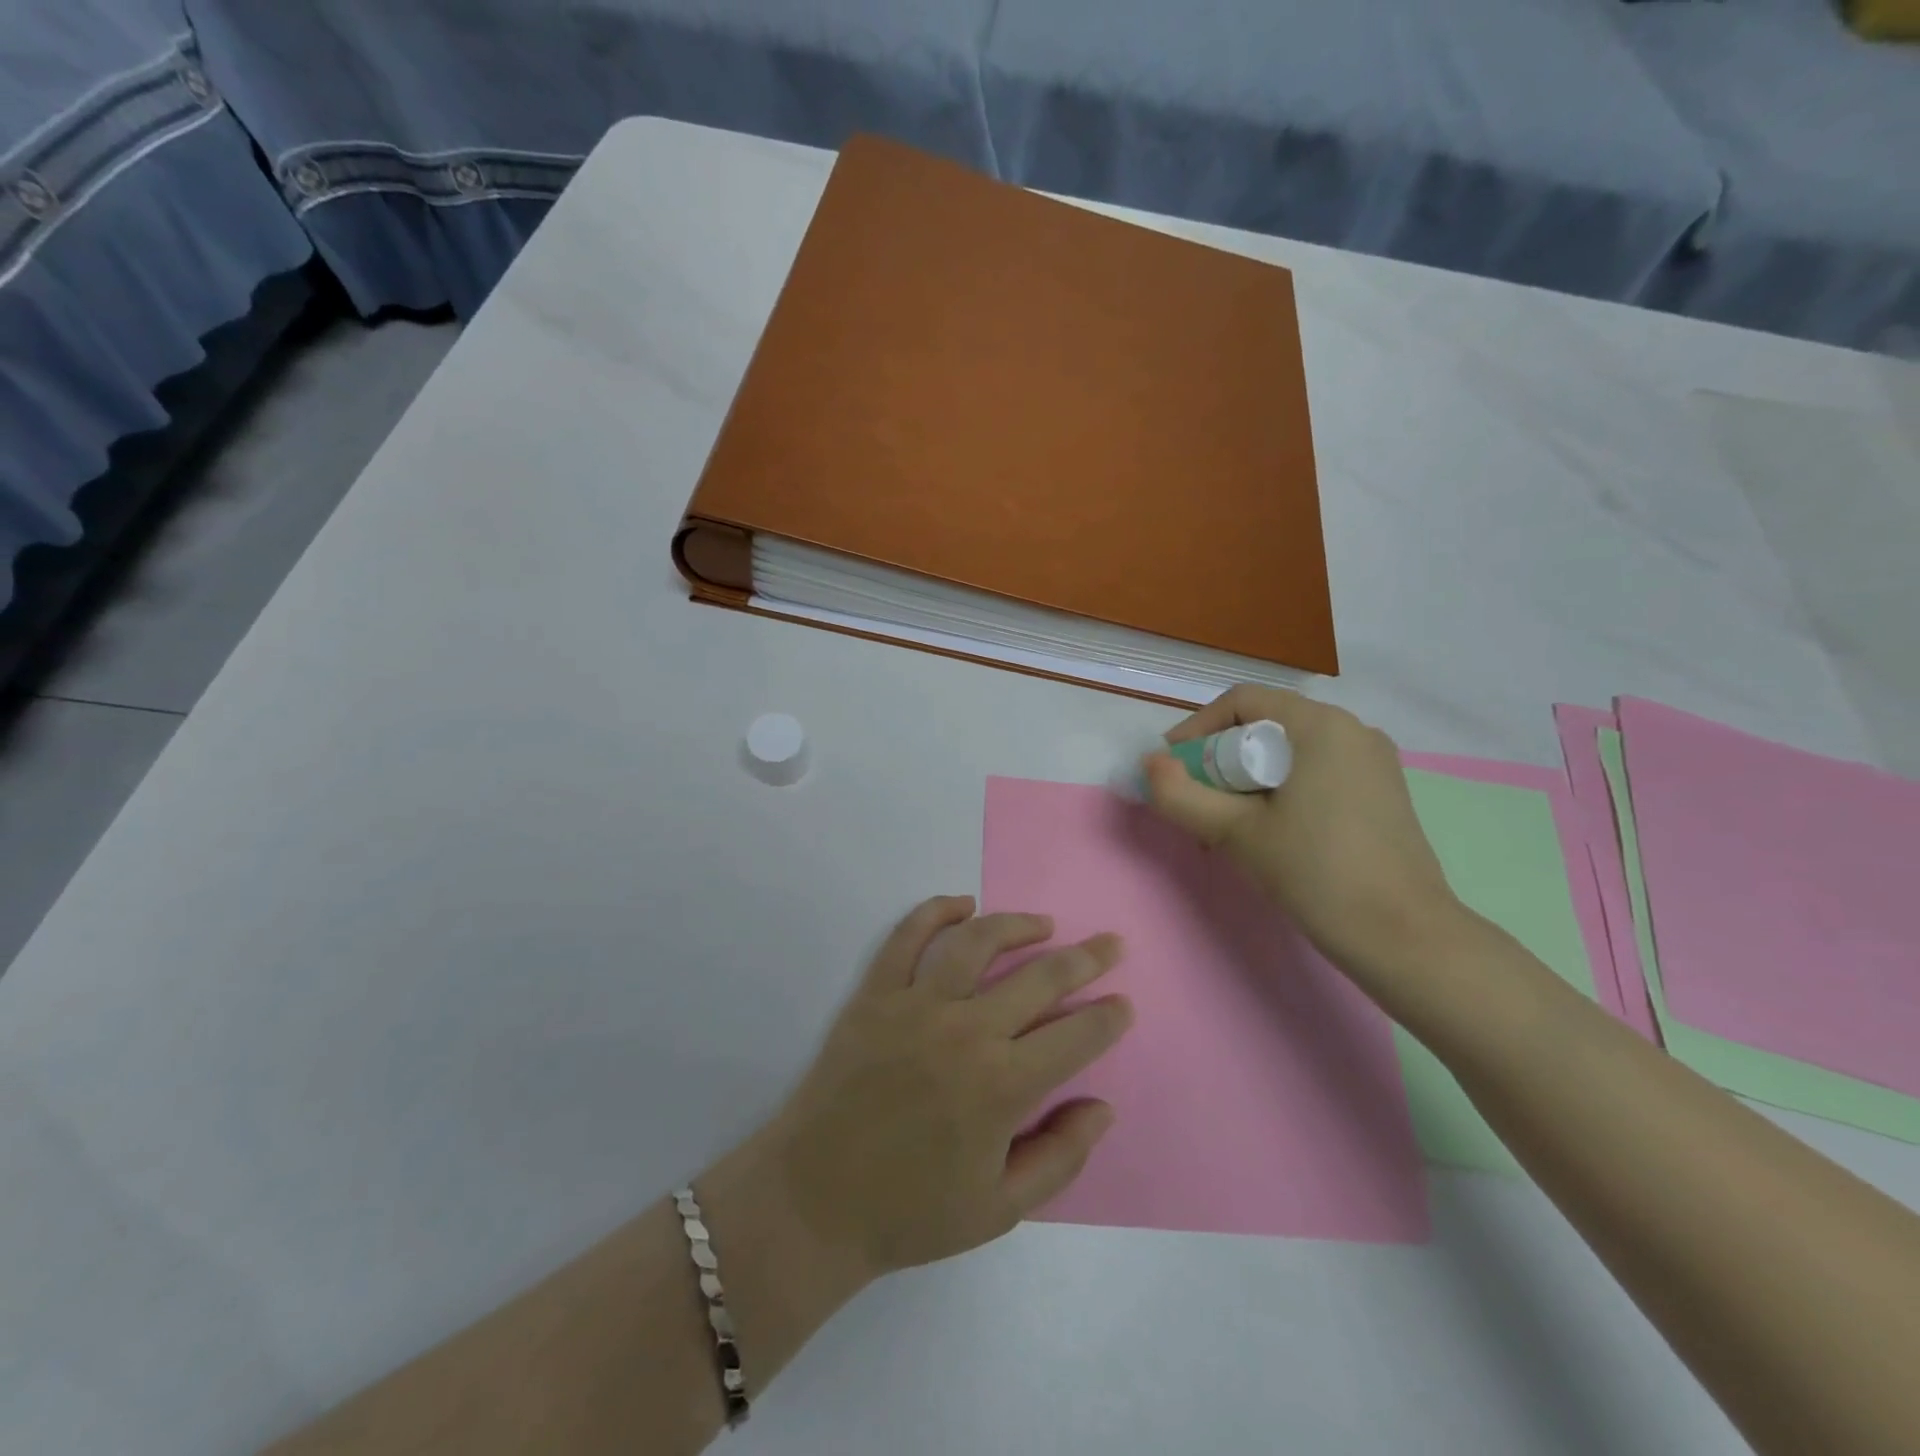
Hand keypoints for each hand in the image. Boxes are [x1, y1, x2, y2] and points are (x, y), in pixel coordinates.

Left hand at [763, 897, 1130, 1283]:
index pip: (1075, 1037)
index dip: (1107, 1017)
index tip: (1123, 1002)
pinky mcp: (875, 994)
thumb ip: (1061, 1157)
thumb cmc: (911, 1211)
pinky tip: (961, 904)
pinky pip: (907, 937)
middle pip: (1040, 977)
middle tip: (1109, 945)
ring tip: (1044, 924)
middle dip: (1085, 959)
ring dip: (1017, 925)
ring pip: (977, 942)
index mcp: (1002, 1086)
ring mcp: (916, 1005)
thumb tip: (1103, 1106)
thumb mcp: (1000, 1209)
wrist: (814, 1200)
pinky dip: (935, 911)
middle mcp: (965, 1031)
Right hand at [1144, 686, 1461, 978]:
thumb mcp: (1236, 833)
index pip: (1242, 701)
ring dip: (1250, 778)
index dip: (1197, 728)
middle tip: (1197, 801)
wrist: (1404, 937)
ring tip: (1228, 822)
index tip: (1172, 767)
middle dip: (1222, 758)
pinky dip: (1283, 789)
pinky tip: (1272, 831)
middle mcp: (1354, 730)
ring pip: (1292, 752)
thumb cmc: (1316, 872)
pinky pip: (1319, 772)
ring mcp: (1375, 762)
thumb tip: (1150, 764)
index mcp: (1320, 725)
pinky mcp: (1384, 793)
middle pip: (1267, 726)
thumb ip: (1182, 795)